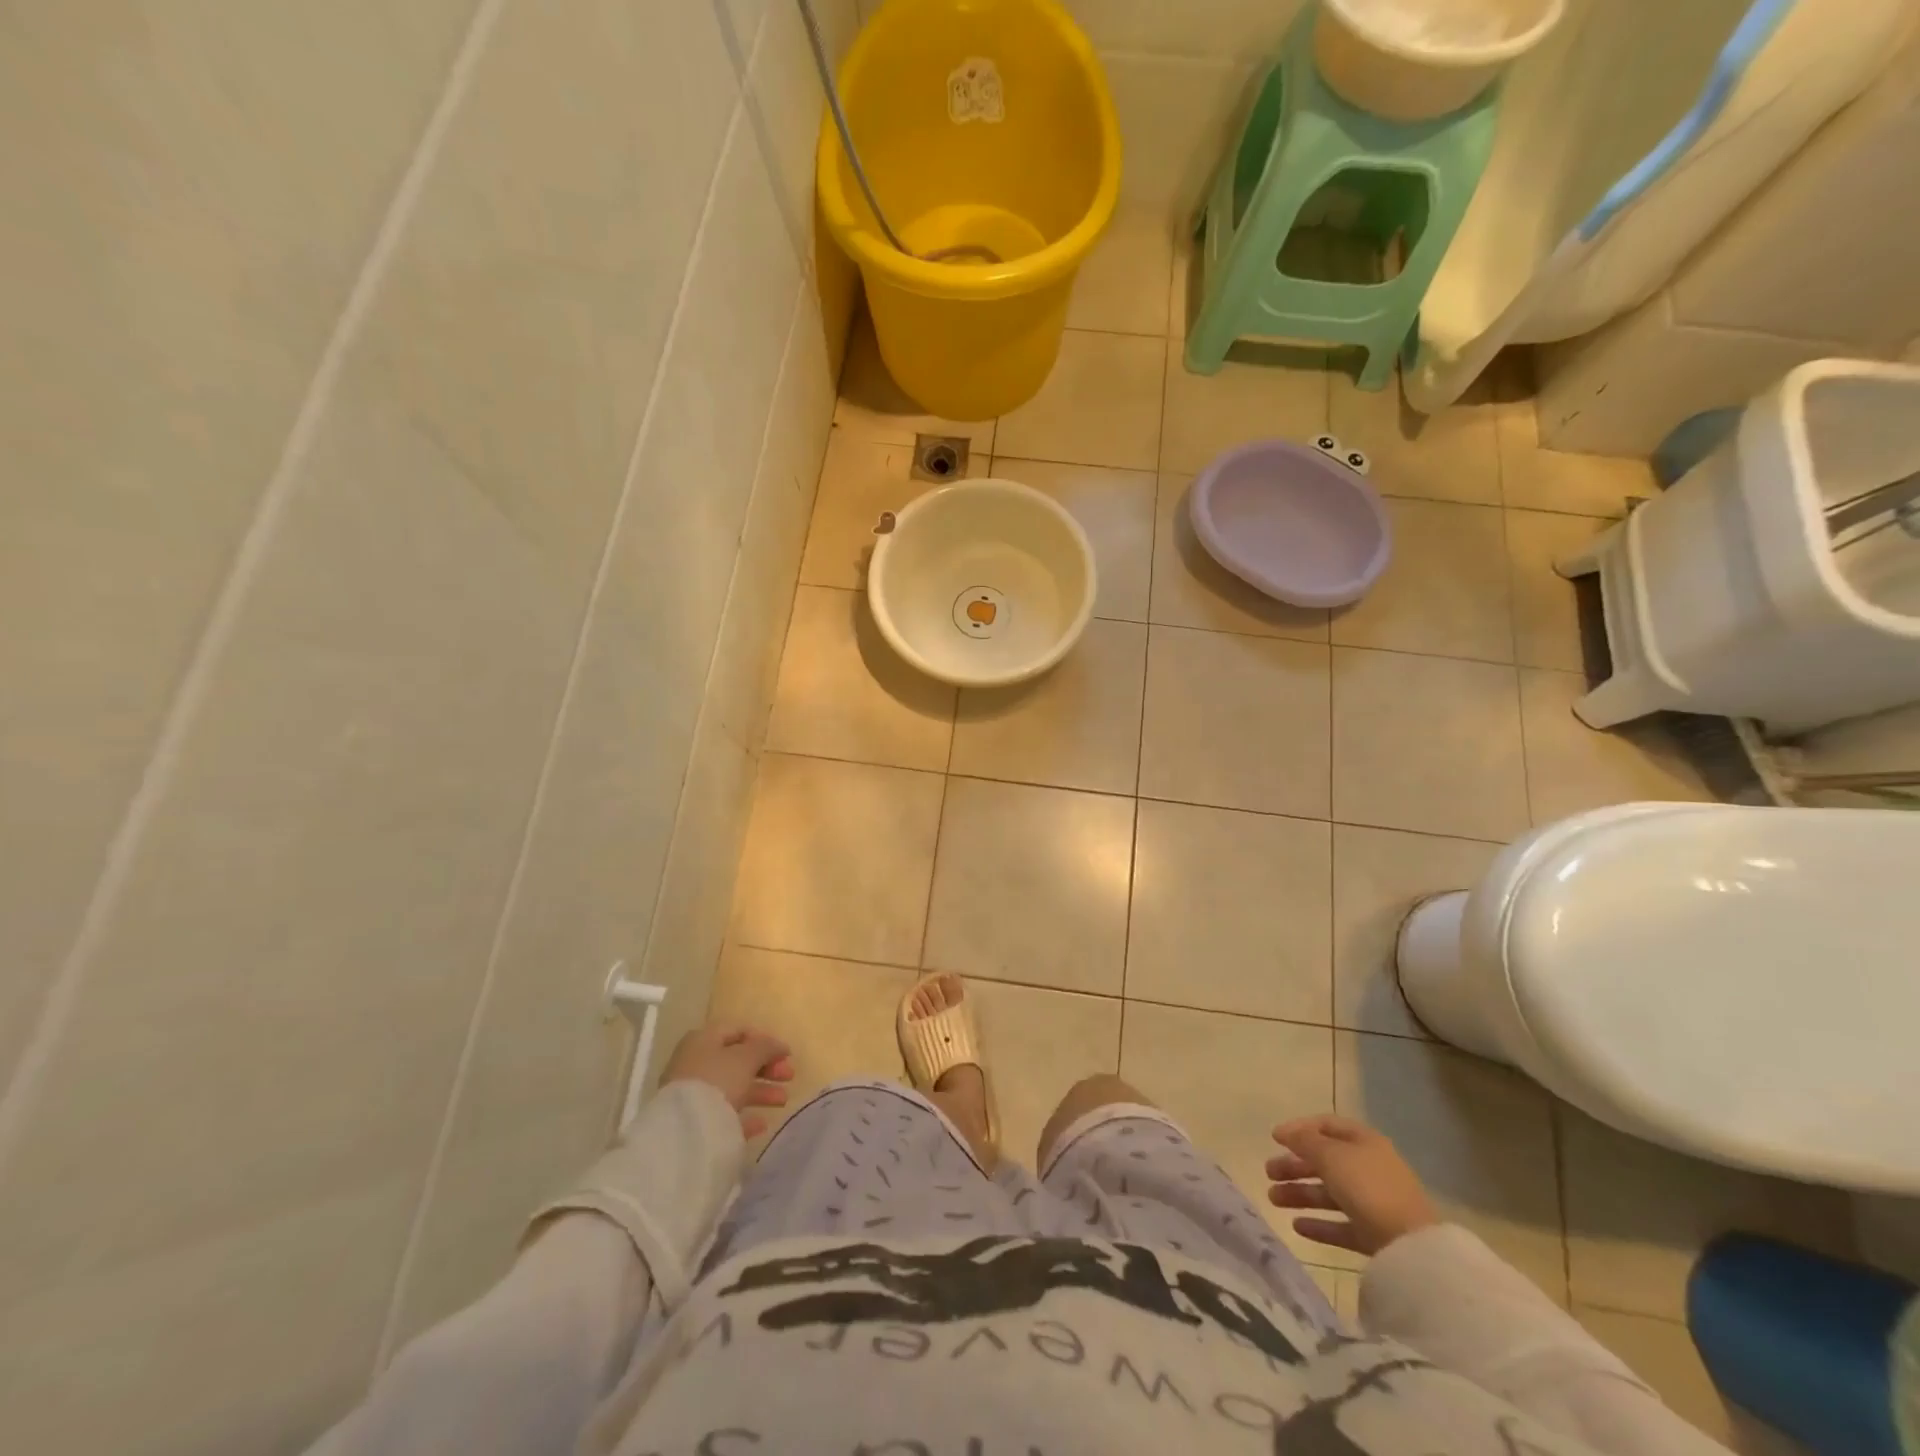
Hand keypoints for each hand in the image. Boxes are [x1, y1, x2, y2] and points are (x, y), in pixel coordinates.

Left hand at [661, 1026, 794, 1136]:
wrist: (685, 1130)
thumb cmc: (717, 1080)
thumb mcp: (746, 1057)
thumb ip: (765, 1047)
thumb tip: (779, 1045)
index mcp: (704, 1039)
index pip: (738, 1031)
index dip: (764, 1039)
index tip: (785, 1053)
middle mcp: (696, 1063)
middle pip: (738, 1061)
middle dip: (766, 1068)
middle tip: (789, 1076)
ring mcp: (694, 1094)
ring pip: (734, 1088)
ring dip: (761, 1092)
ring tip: (783, 1100)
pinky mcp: (695, 1121)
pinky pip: (725, 1114)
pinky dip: (745, 1116)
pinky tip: (762, 1123)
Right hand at [1265, 1114, 1438, 1255]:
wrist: (1410, 1246)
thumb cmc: (1367, 1187)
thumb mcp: (1330, 1155)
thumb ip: (1305, 1141)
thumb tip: (1285, 1132)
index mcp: (1363, 1141)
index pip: (1326, 1126)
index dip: (1299, 1129)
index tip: (1274, 1138)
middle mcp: (1368, 1168)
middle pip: (1325, 1161)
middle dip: (1294, 1166)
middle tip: (1269, 1172)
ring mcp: (1373, 1203)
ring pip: (1329, 1193)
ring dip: (1300, 1194)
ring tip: (1273, 1199)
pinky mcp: (1374, 1235)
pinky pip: (1340, 1224)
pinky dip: (1318, 1223)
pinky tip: (1296, 1226)